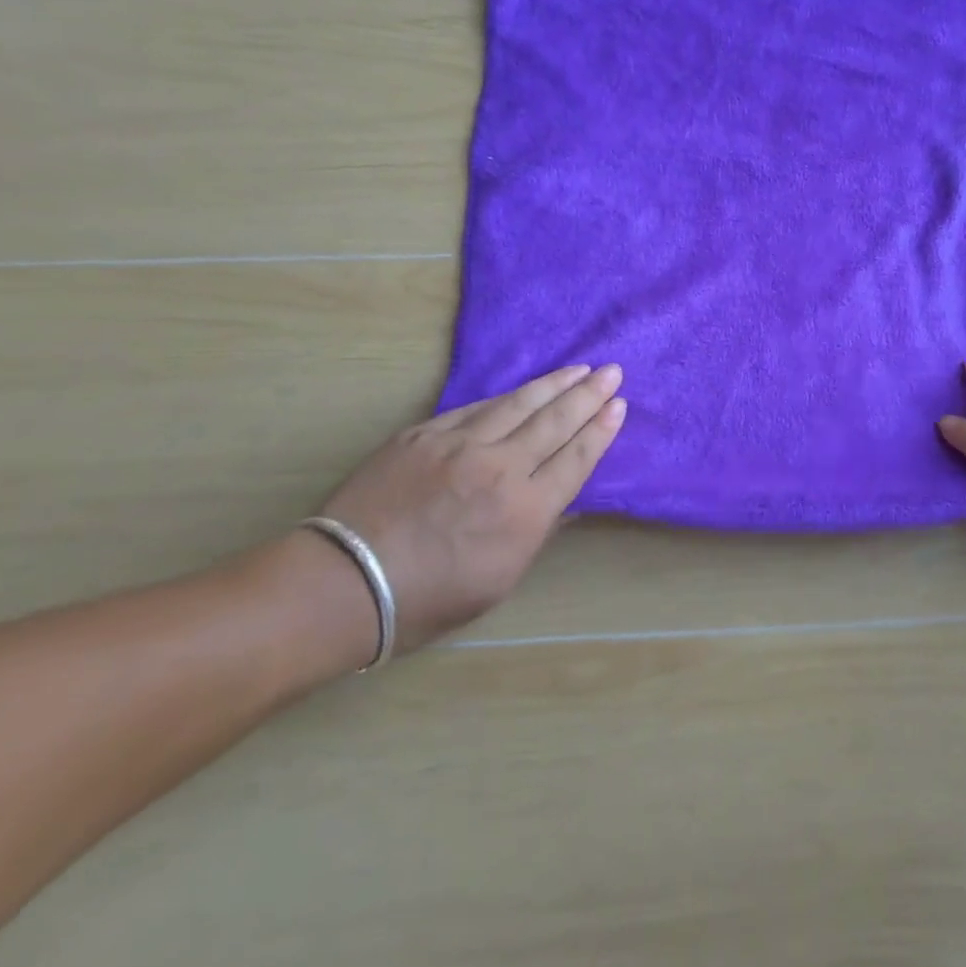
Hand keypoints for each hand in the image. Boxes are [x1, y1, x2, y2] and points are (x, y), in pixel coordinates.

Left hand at [318, 364, 625, 652]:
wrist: (347, 582)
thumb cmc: (430, 598)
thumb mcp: (500, 581)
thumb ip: (537, 533)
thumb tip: (563, 501)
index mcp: (525, 510)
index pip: (575, 458)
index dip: (600, 430)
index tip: (618, 406)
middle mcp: (501, 468)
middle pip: (555, 422)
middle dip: (588, 395)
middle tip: (612, 372)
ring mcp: (461, 444)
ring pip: (518, 404)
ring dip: (553, 384)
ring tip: (578, 368)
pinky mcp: (425, 434)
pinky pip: (476, 407)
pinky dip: (506, 396)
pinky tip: (521, 389)